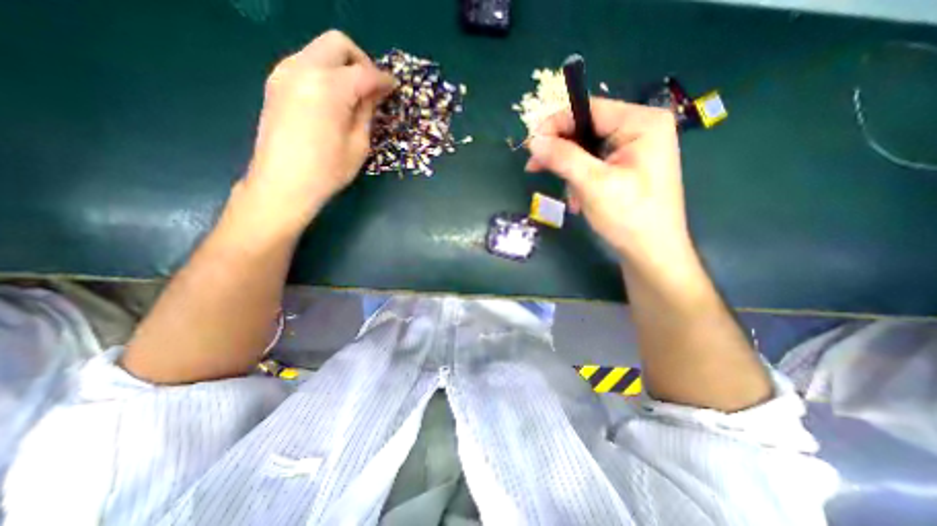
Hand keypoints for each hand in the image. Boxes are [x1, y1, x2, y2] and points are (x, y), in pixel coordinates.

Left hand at [236, 30, 397, 235]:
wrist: (282, 184)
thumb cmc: (327, 171)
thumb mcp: (358, 144)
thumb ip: (367, 112)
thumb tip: (376, 94)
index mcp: (329, 88)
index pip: (365, 72)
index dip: (384, 80)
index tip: (394, 88)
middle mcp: (303, 69)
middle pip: (338, 44)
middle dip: (362, 62)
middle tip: (373, 88)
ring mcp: (285, 73)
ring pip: (320, 51)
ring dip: (343, 67)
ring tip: (355, 96)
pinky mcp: (276, 83)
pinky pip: (307, 64)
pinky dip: (326, 74)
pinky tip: (334, 99)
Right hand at [526, 96, 693, 271]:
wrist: (651, 252)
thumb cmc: (629, 216)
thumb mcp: (592, 184)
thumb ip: (563, 157)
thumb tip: (533, 140)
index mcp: (641, 122)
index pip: (589, 110)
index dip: (556, 124)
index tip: (530, 144)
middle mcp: (640, 129)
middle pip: (587, 129)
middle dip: (561, 153)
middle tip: (534, 168)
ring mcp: (635, 149)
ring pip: (587, 150)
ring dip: (570, 172)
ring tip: (569, 198)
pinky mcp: (627, 167)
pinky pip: (594, 164)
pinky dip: (580, 180)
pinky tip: (579, 200)